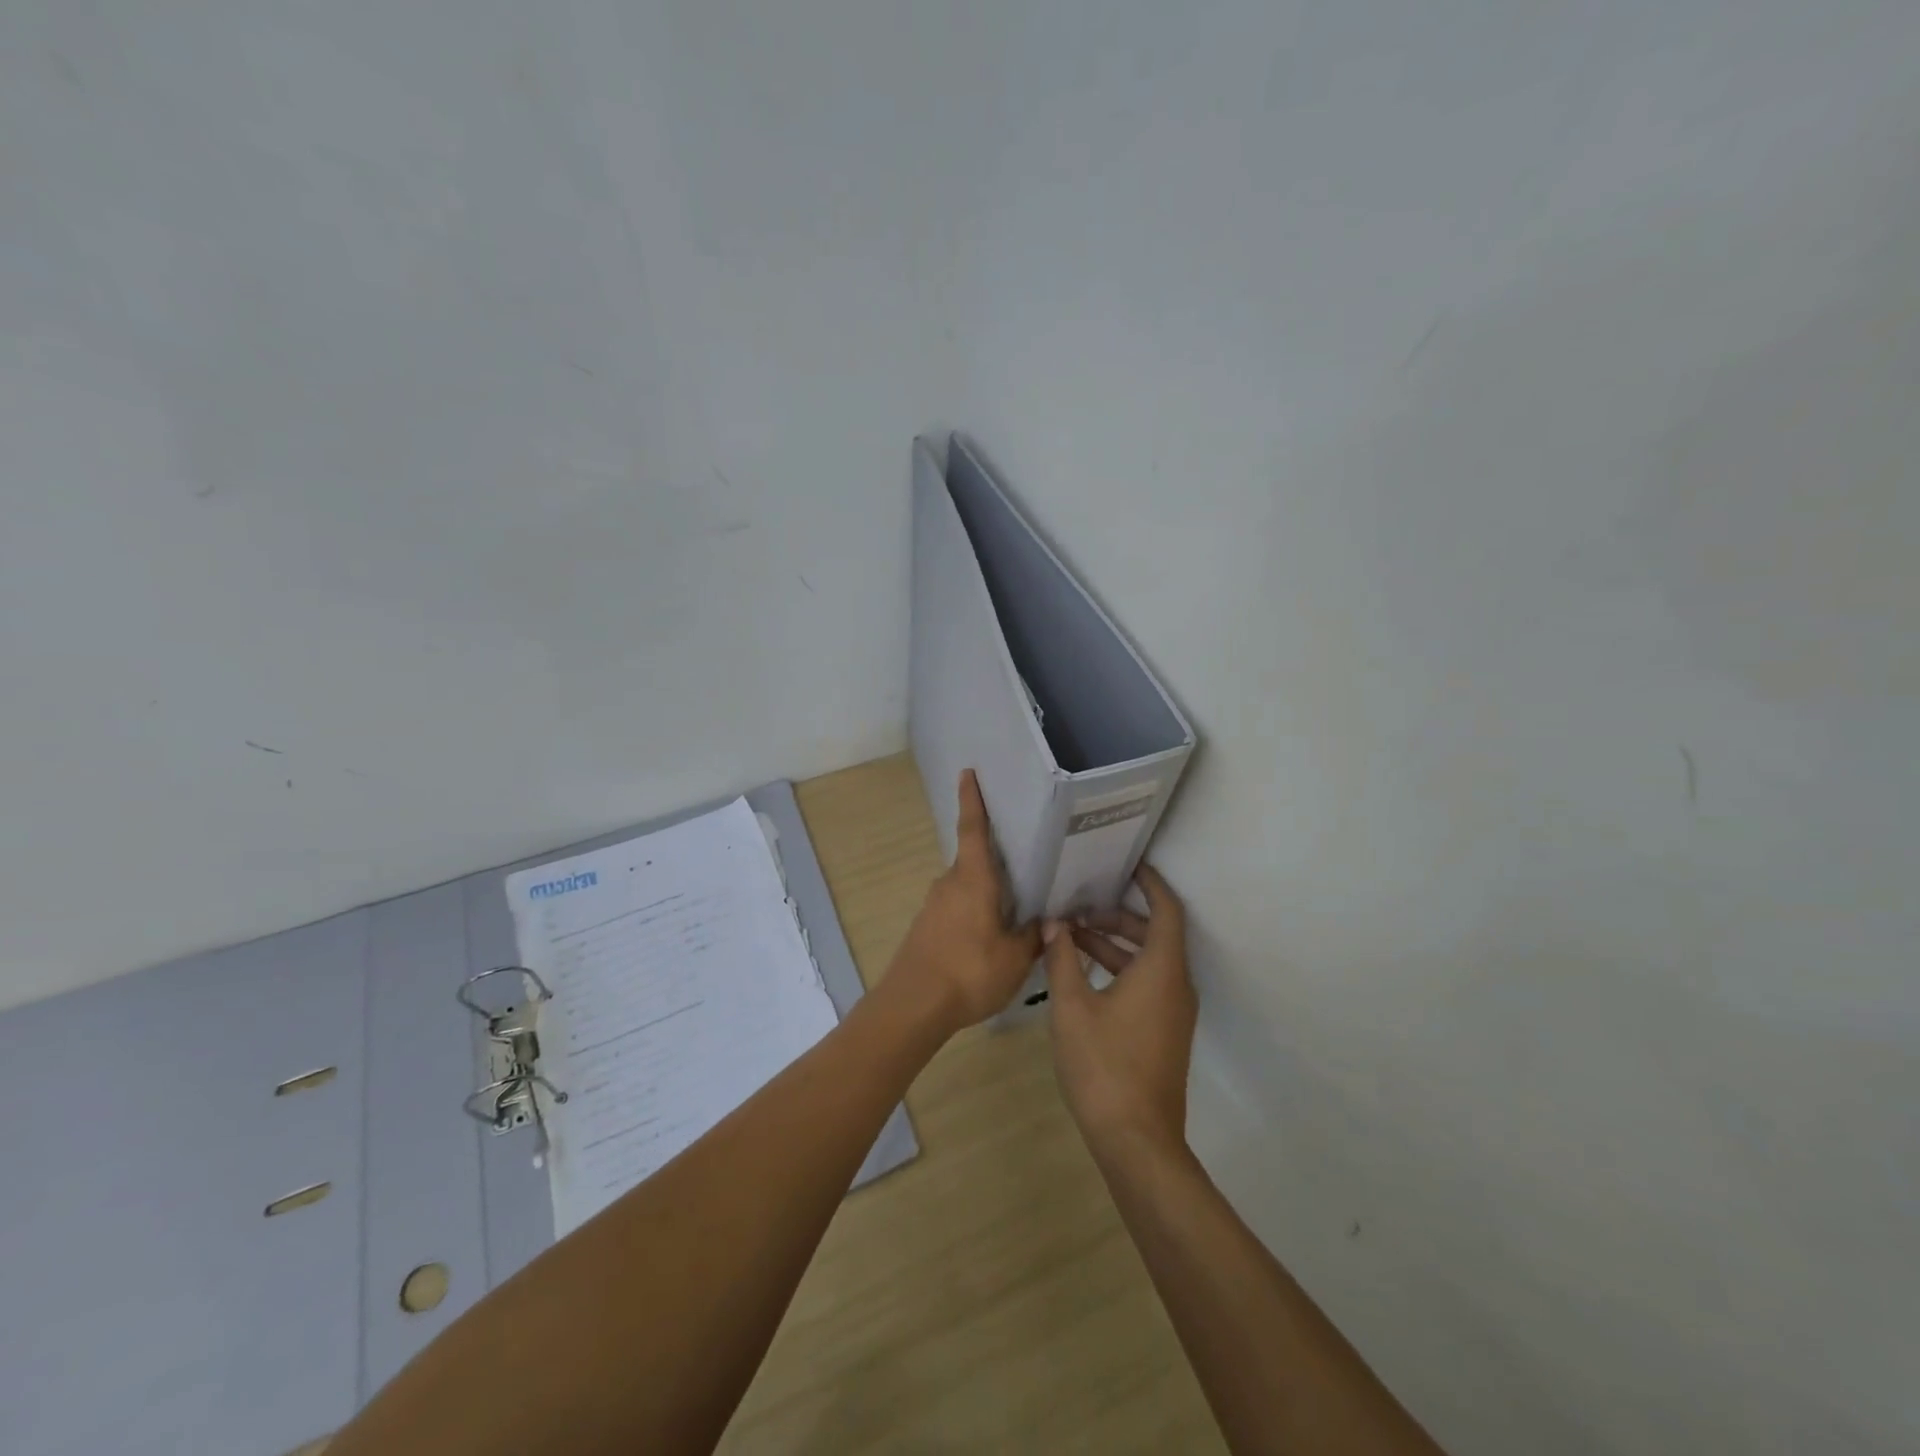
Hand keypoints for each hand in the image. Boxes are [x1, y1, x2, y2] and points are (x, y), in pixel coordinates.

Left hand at [891, 770, 1042, 1031]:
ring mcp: (934, 905)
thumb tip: (1049, 921)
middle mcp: (950, 883)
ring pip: (966, 886)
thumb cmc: (969, 971)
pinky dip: (974, 910)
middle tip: (1024, 857)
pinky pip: (957, 907)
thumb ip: (1033, 936)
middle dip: (994, 857)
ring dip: (986, 889)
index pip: (973, 829)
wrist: (913, 1005)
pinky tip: (990, 933)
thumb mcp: (1015, 958)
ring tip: (1015, 903)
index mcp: (973, 879)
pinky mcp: (926, 927)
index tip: (968, 773)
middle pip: (973, 860)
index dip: (972, 800)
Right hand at [1044, 864, 1196, 1157]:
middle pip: (1154, 934)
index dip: (1150, 883)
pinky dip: (1119, 970)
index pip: (1166, 910)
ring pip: (1148, 961)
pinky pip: (1147, 984)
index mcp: (1162, 970)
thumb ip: (1062, 959)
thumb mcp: (1072, 1006)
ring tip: (1070, 938)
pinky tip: (1082, 975)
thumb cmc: (1104, 1065)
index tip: (1127, 864)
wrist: (1136, 1140)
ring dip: (1113, 945)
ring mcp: (1173, 1012)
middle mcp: (1176, 985)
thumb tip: (1054, 924)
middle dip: (1117, 916)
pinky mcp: (1164, 1032)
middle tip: (1077, 909)